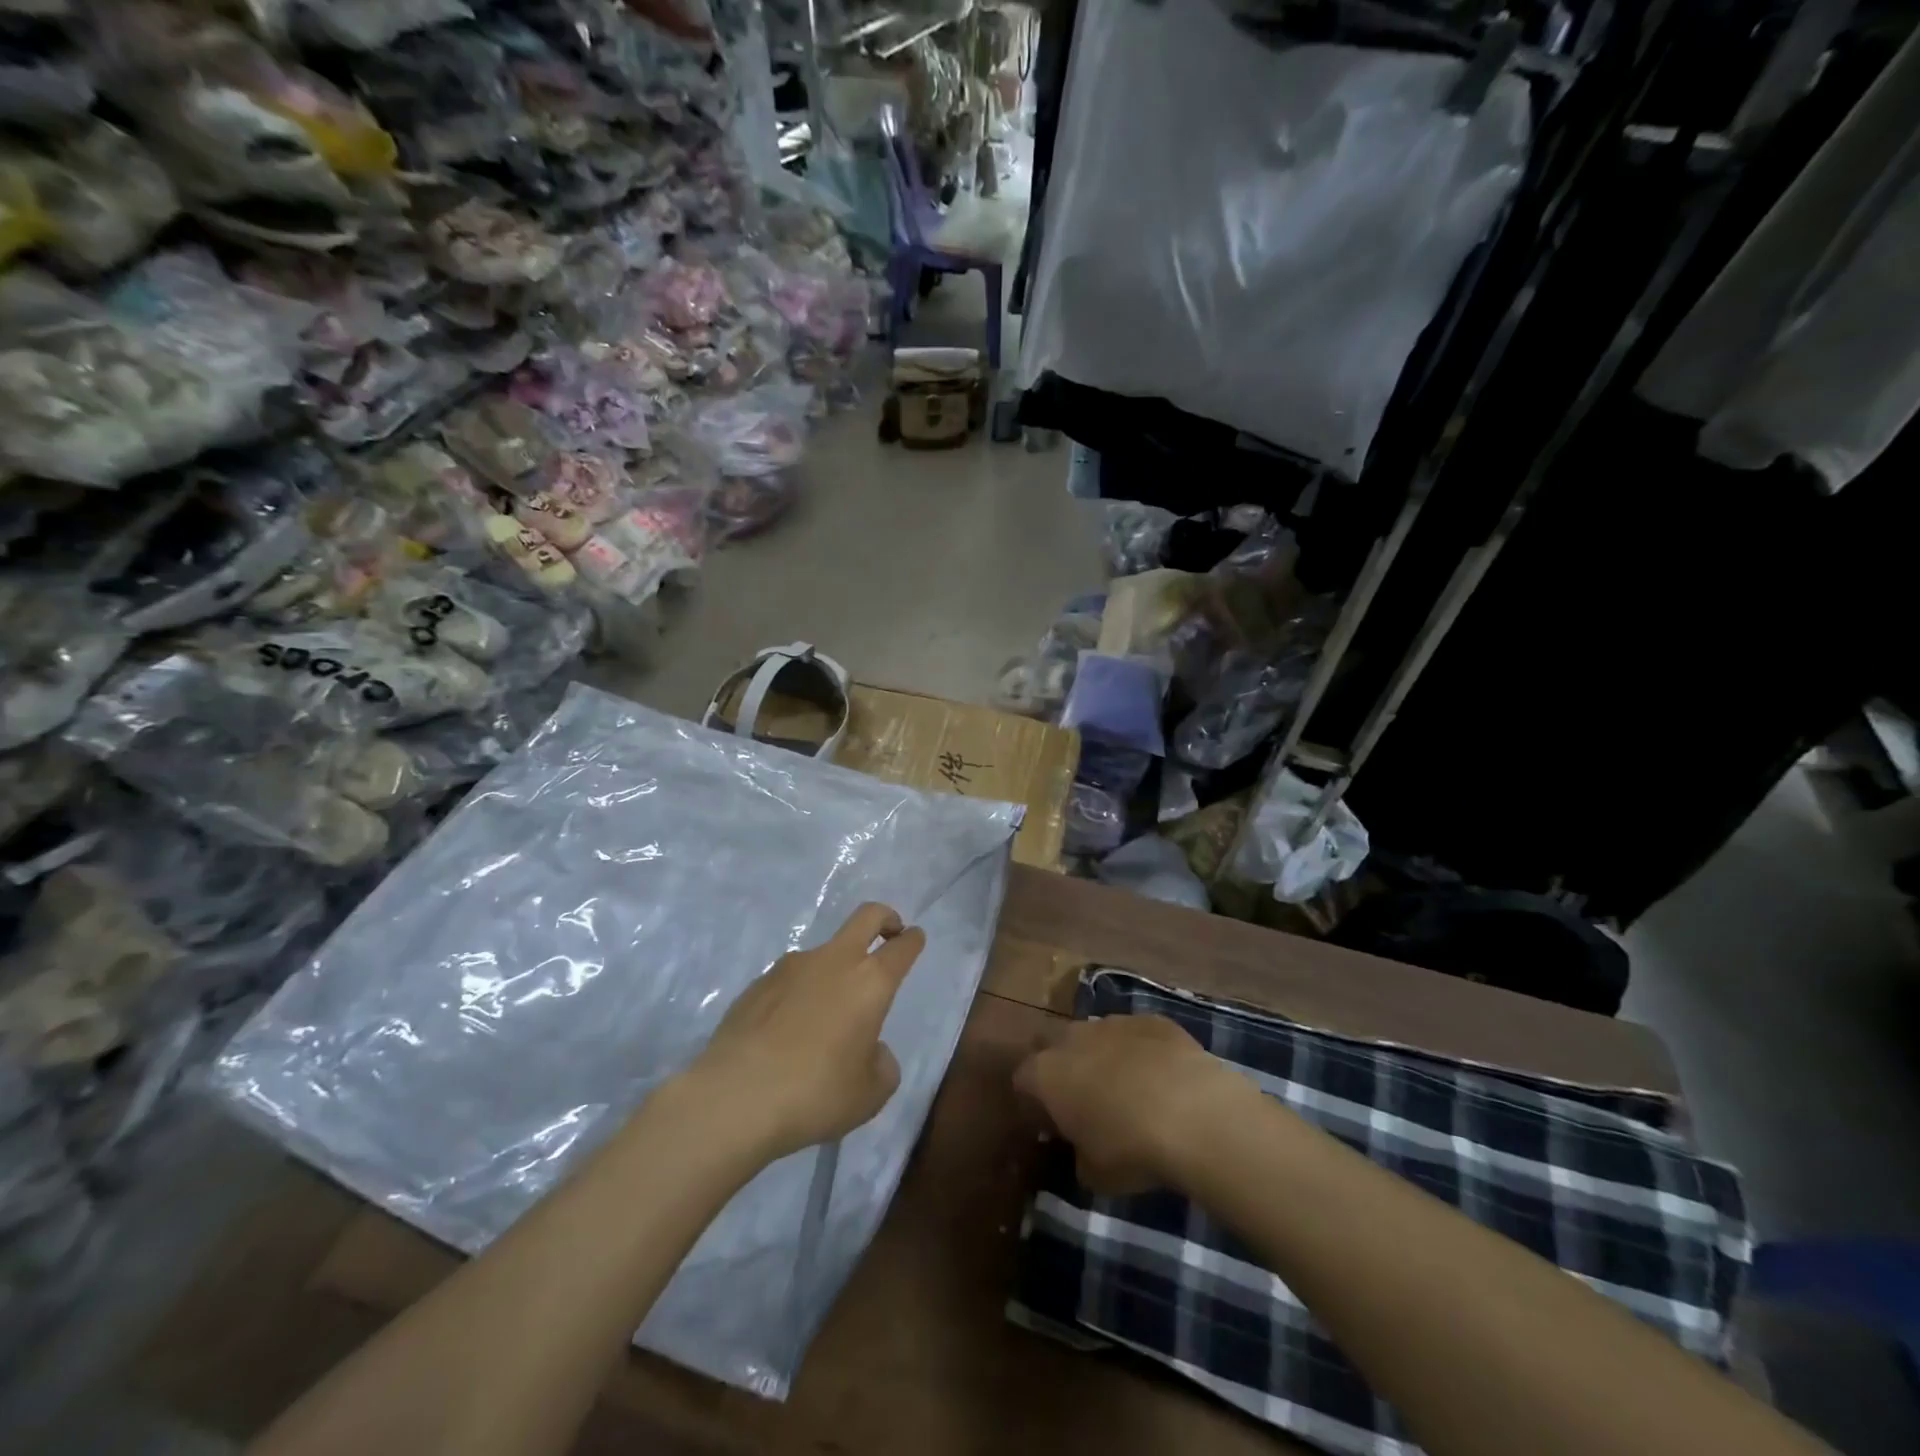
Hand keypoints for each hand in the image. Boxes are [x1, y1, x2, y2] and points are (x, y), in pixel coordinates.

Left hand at [686, 903, 925, 1162]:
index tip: (915, 938)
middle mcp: (833, 961)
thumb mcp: (870, 1094)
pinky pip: (789, 980)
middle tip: (889, 933)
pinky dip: (798, 994)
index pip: (902, 947)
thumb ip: (882, 1064)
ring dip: (834, 970)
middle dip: (885, 918)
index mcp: (870, 982)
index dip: (913, 940)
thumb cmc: (816, 1093)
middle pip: (866, 916)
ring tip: (824, 1020)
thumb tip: (870, 1050)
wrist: (735, 1098)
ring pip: (823, 953)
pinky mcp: (757, 984)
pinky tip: (786, 1033)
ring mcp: (790, 967)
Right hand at [1014, 1015, 1256, 1193]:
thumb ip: (1079, 1157)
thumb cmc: (1130, 1149)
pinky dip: (1140, 1051)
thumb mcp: (1094, 1174)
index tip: (1050, 1125)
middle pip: (1051, 1043)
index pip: (1022, 1079)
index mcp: (1047, 1074)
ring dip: (1100, 1055)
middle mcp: (1072, 1038)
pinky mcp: (1151, 1020)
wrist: (1192, 1112)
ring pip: (1094, 1034)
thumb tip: (1083, 1153)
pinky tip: (1161, 1076)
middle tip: (1080, 1097)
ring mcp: (1113, 1022)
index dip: (1032, 1102)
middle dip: (1060, 1065)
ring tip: (1125, 1088)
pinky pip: (1135, 1033)